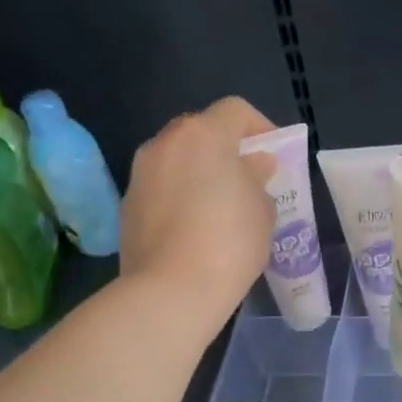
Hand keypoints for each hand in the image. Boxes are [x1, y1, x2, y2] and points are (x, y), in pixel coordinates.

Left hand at [121, 98, 277, 337]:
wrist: (171, 291)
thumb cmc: (229, 242)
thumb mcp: (262, 209)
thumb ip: (257, 178)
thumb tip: (252, 165)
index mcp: (203, 135)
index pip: (235, 110)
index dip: (260, 127)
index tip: (274, 156)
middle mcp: (165, 144)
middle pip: (200, 132)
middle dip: (225, 150)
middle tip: (248, 180)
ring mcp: (140, 174)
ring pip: (176, 160)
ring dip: (199, 173)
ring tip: (220, 207)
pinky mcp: (127, 206)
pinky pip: (160, 189)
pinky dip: (179, 197)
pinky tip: (194, 229)